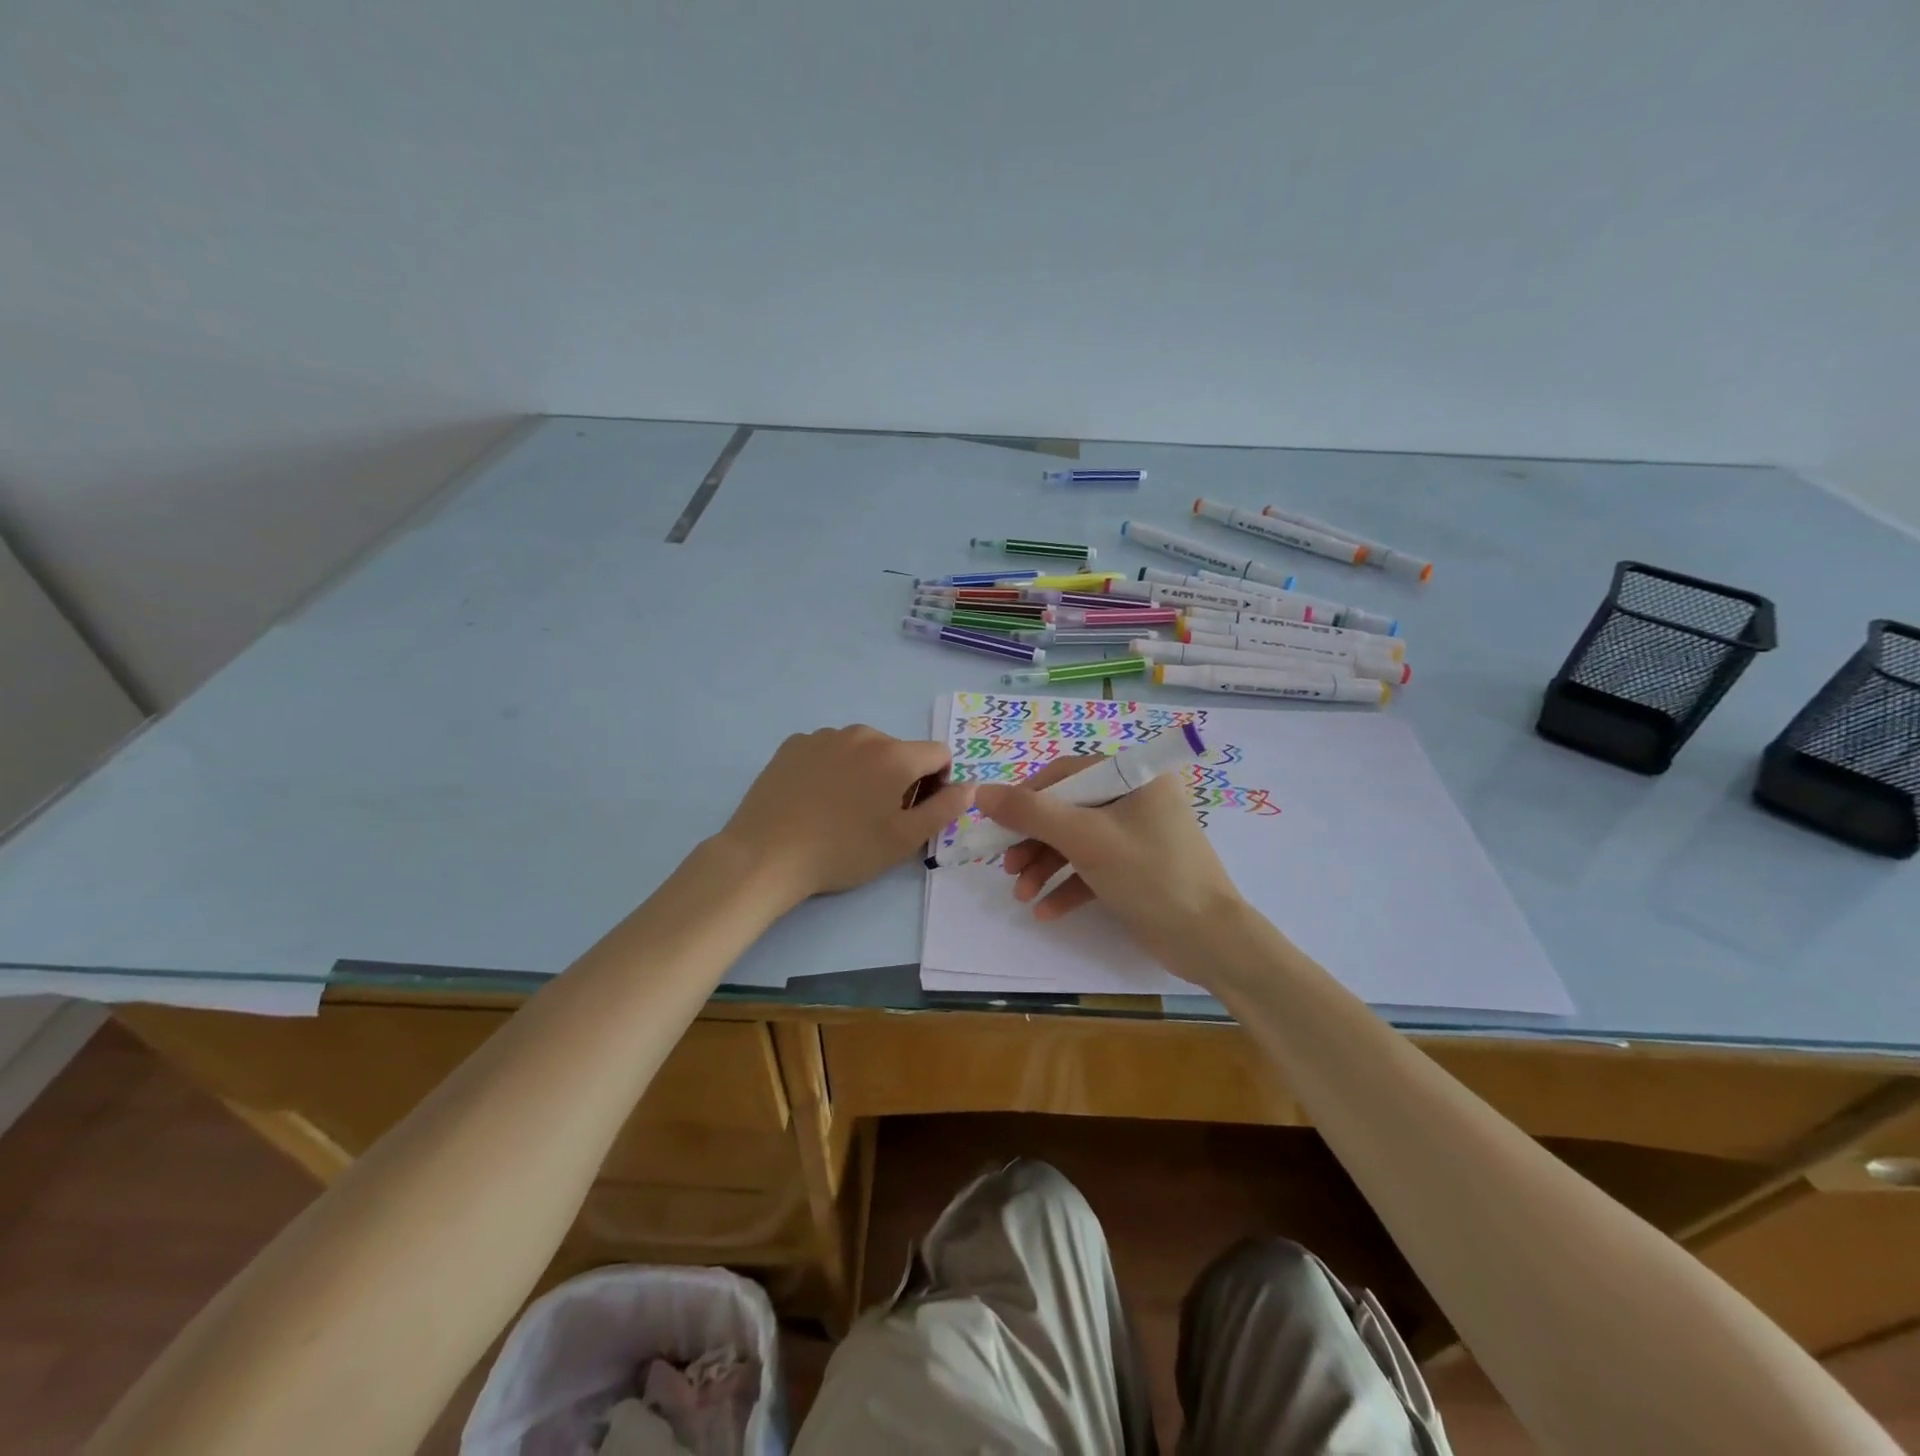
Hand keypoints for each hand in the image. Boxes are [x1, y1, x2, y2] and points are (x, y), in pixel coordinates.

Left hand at [719, 726, 973, 903]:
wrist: (767, 855)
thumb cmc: (844, 851)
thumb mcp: (903, 840)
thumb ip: (945, 809)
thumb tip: (971, 786)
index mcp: (894, 754)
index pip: (938, 754)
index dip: (938, 782)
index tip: (917, 811)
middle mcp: (862, 734)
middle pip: (898, 751)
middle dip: (900, 778)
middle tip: (878, 818)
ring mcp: (824, 736)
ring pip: (862, 750)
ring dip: (865, 772)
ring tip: (843, 810)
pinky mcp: (793, 744)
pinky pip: (828, 751)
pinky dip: (833, 769)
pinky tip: (815, 800)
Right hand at [973, 755, 1246, 964]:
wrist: (1210, 941)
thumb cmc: (1150, 874)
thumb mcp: (1085, 839)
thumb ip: (1030, 813)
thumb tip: (980, 792)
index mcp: (1135, 775)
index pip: (1066, 774)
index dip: (1027, 797)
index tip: (997, 824)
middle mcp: (1137, 798)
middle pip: (1068, 809)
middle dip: (1034, 841)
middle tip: (1006, 866)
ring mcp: (1138, 835)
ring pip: (1077, 841)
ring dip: (1045, 867)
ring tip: (1021, 895)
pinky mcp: (1137, 869)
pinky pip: (1093, 868)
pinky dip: (1068, 886)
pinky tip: (1045, 911)